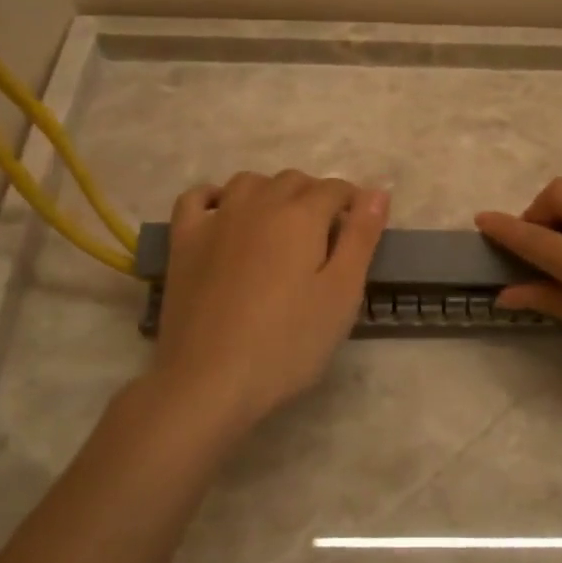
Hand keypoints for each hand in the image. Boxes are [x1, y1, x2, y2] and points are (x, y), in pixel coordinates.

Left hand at [151, 170, 388, 429]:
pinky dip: (215, 197)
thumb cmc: (288, 344)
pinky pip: (197, 198)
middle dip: (315, 197)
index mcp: (301, 215)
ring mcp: (216, 220)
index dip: (353, 204)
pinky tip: (224, 215)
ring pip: (249, 182)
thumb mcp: (341, 294)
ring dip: (271, 192)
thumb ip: (362, 237)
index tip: (358, 231)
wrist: (209, 381)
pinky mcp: (183, 241)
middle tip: (324, 238)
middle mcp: (258, 203)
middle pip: (293, 181)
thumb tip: (377, 191)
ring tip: (280, 227)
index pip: (335, 189)